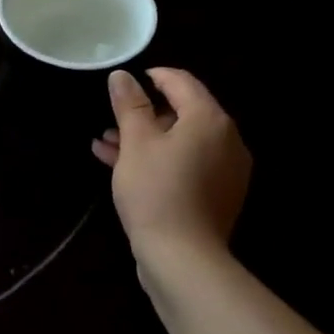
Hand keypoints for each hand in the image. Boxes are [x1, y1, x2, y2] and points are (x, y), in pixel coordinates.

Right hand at [92, 68, 251, 266]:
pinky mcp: (217, 195)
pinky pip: (186, 164)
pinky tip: (120, 165)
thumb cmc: (156, 190)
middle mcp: (226, 140)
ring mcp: (225, 170)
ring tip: (106, 144)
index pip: (181, 82)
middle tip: (111, 119)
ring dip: (145, 138)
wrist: (182, 258)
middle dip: (144, 113)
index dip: (152, 77)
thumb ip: (130, 104)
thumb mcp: (136, 142)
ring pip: (181, 141)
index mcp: (210, 119)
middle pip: (183, 112)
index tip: (125, 84)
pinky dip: (158, 160)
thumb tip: (122, 75)